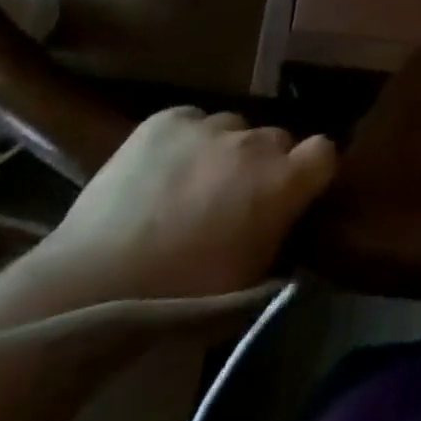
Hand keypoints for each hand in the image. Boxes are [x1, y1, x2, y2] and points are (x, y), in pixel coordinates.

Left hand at [33, 109, 337, 303]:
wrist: (96, 286)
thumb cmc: (182, 301)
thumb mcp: (252, 284)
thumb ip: (281, 239)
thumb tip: (288, 222)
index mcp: (282, 181)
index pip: (324, 152)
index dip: (311, 171)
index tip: (296, 193)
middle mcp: (254, 142)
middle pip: (276, 138)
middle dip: (266, 163)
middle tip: (237, 197)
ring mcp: (209, 125)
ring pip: (233, 127)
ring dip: (225, 151)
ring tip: (194, 184)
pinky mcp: (166, 119)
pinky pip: (192, 120)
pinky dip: (187, 141)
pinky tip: (164, 170)